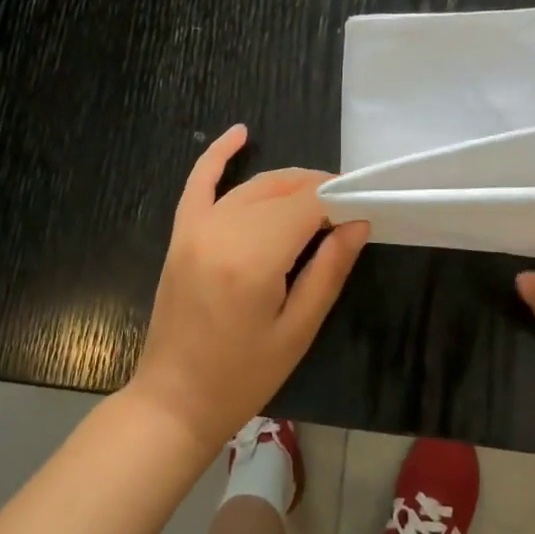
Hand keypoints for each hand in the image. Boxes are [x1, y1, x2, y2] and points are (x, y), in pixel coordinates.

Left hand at [130, 125, 368, 451]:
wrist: (173, 400)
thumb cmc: (242, 376)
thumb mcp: (299, 330)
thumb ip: (329, 270)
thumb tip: (358, 222)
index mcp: (254, 257)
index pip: (308, 205)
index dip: (339, 200)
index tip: (361, 210)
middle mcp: (223, 230)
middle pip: (282, 189)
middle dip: (318, 191)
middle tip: (346, 209)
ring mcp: (196, 228)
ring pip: (253, 186)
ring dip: (288, 183)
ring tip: (318, 194)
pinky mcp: (181, 233)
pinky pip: (199, 182)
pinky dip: (218, 155)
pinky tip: (240, 133)